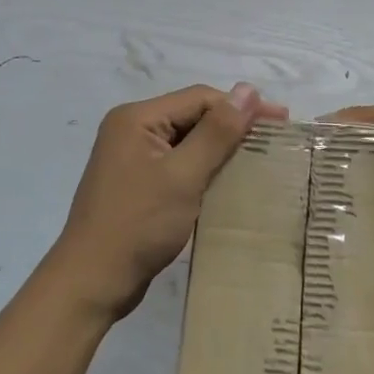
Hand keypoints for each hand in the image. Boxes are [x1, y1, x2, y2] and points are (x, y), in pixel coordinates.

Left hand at [51, 83, 285, 320]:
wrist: (91, 283)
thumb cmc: (137, 224)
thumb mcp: (183, 175)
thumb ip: (217, 132)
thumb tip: (249, 90)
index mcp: (137, 118)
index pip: (199, 98)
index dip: (241, 106)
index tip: (281, 120)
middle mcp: (131, 129)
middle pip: (193, 116)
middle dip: (232, 126)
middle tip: (275, 139)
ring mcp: (132, 158)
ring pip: (187, 141)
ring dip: (220, 148)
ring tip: (259, 158)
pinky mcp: (137, 183)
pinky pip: (178, 164)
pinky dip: (204, 168)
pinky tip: (228, 181)